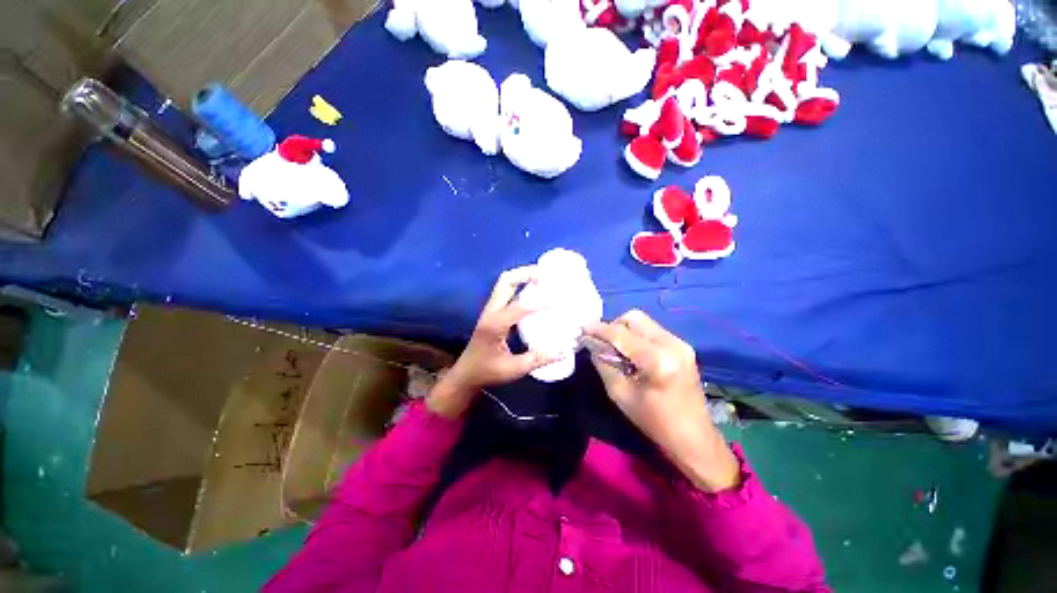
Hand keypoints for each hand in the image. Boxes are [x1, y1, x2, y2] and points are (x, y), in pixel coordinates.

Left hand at [427, 266, 554, 417]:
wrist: (465, 374)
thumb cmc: (487, 372)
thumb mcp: (513, 369)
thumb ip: (538, 359)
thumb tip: (563, 351)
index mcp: (495, 324)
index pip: (520, 306)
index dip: (541, 301)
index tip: (559, 299)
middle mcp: (491, 311)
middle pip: (506, 281)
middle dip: (526, 274)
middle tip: (547, 275)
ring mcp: (490, 310)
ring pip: (505, 283)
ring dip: (522, 277)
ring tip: (543, 278)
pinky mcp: (492, 312)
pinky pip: (506, 292)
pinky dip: (520, 286)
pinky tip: (534, 292)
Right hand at [585, 310, 739, 491]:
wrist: (694, 438)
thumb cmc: (654, 422)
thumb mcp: (621, 394)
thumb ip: (604, 363)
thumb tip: (592, 343)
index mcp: (658, 360)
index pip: (621, 334)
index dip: (599, 329)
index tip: (582, 328)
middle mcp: (672, 344)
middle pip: (634, 318)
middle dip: (613, 326)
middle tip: (602, 342)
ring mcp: (680, 343)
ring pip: (643, 322)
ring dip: (624, 330)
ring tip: (615, 349)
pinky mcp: (682, 346)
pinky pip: (651, 331)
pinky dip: (636, 336)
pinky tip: (631, 353)